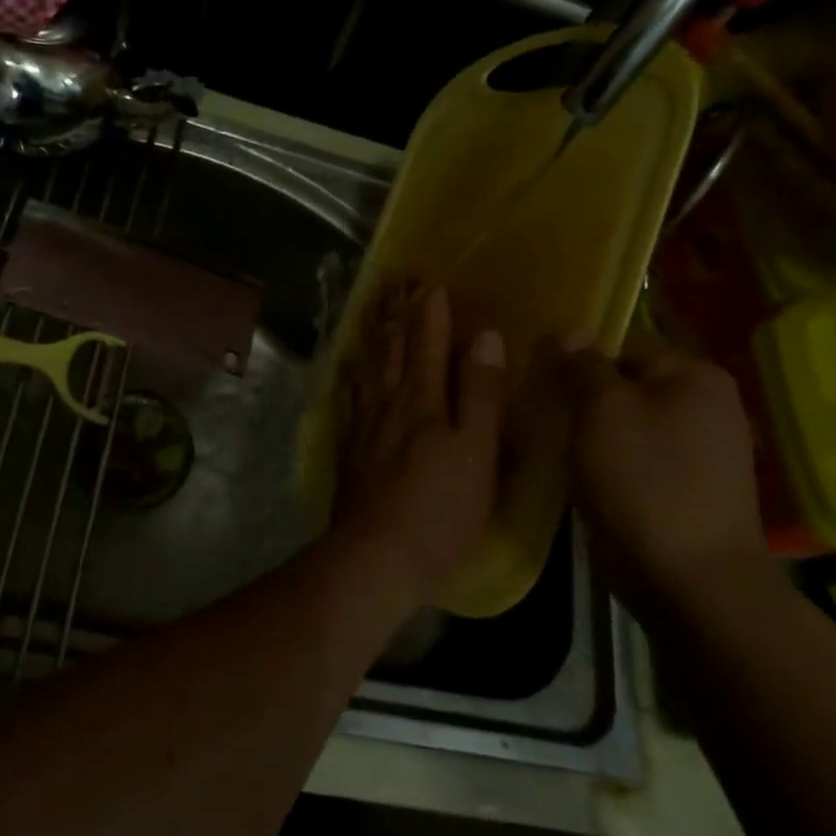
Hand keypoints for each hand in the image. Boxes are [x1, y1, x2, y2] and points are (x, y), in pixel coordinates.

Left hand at [331, 282, 507, 597]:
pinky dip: (352, 371)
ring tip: (373, 306)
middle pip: (393, 346)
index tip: (431, 282)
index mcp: (424, 400)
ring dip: (373, 332)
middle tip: (396, 280)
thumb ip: (481, 393)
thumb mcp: (476, 452)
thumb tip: (486, 337)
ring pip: (369, 365)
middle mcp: (390, 401)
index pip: (429, 343)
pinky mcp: (350, 446)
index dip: (431, 311)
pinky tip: (349, 365)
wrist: (376, 556)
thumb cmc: (440, 509)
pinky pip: (349, 394)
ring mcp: (364, 423)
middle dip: (397, 311)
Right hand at [561, 331, 767, 615]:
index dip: (578, 357)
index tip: (538, 377)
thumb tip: (570, 332)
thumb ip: (584, 366)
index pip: (624, 344)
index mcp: (696, 375)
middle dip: (585, 397)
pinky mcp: (688, 489)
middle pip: (628, 384)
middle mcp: (708, 406)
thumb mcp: (603, 410)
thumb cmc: (643, 481)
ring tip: (553, 443)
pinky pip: (639, 458)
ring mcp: (702, 451)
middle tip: (540, 411)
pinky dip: (610, 462)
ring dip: (594, 432)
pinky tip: (581, 474)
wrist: (688, 579)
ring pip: (630, 424)